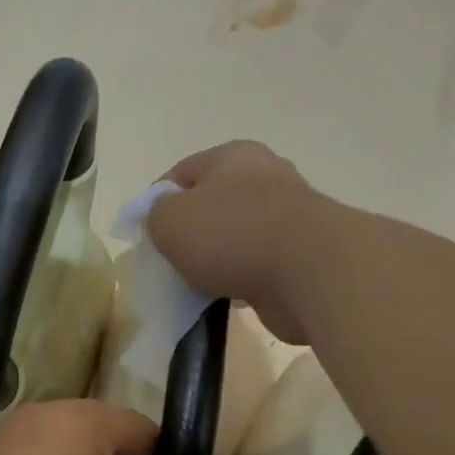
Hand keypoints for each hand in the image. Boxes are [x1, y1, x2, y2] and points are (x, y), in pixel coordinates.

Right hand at [146, 141, 328, 344]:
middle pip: (212, 204)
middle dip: (189, 232)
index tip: (144, 235)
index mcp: (233, 156)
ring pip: (236, 237)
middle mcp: (265, 177)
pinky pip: (257, 265)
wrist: (310, 272)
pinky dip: (240, 280)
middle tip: (169, 261)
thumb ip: (155, 215)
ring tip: (196, 285)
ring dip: (216, 259)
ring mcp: (289, 216)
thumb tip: (162, 218)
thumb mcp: (170, 220)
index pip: (181, 172)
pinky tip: (227, 298)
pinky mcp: (302, 254)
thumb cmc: (232, 234)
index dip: (156, 202)